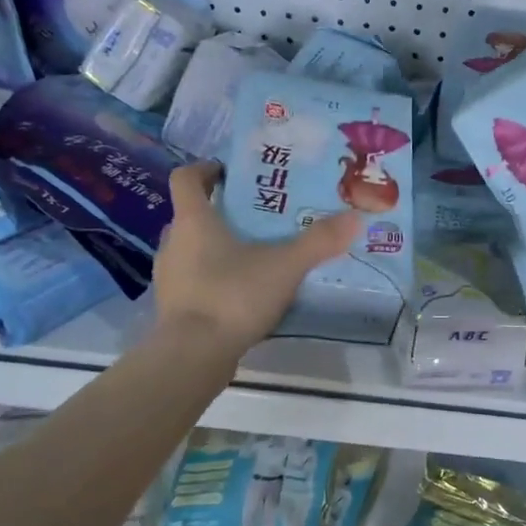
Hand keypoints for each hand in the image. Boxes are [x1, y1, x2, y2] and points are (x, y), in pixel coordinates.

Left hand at [152, 161, 358, 353]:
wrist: (193, 356)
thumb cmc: (233, 295)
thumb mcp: (285, 266)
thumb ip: (320, 241)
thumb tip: (356, 216)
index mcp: (193, 220)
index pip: (186, 178)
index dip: (205, 169)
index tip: (230, 173)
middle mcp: (173, 242)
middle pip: (192, 214)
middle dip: (221, 211)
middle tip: (257, 215)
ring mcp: (170, 276)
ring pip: (192, 248)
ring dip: (217, 246)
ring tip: (255, 253)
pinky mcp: (174, 306)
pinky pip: (194, 279)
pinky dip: (215, 277)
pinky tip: (243, 291)